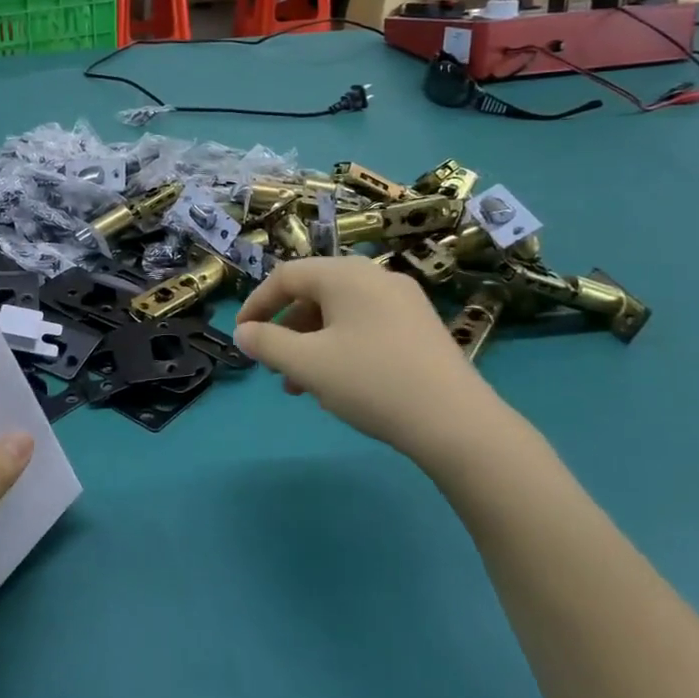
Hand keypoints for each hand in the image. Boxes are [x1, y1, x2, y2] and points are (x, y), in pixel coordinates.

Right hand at [233, 257, 502, 465]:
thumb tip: (243, 332)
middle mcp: (376, 277)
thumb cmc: (371, 382)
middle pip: (314, 293)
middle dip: (286, 329)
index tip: (242, 335)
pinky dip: (341, 347)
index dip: (257, 304)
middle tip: (273, 364)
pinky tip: (339, 383)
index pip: (286, 276)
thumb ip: (267, 344)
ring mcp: (404, 301)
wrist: (456, 423)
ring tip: (300, 385)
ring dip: (311, 343)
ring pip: (340, 314)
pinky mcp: (421, 328)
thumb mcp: (307, 364)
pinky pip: (366, 326)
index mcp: (346, 275)